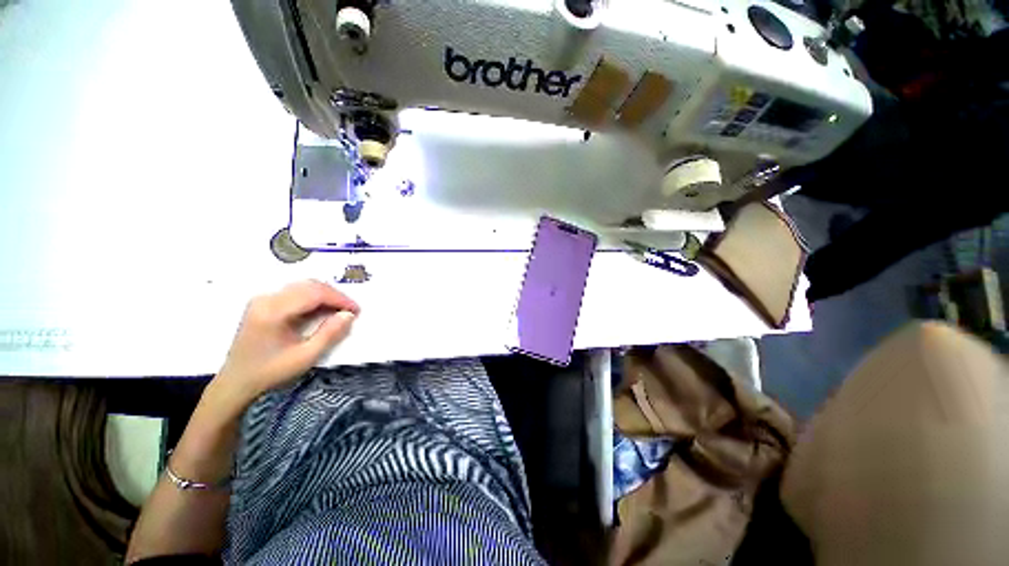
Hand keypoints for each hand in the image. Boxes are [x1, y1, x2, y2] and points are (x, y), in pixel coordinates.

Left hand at [211, 280, 359, 407]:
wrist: (236, 382)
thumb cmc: (271, 372)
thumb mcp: (305, 357)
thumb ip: (329, 334)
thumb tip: (349, 315)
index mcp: (273, 311)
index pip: (314, 293)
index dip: (340, 299)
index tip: (357, 310)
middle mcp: (266, 299)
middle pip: (309, 285)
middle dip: (334, 296)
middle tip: (350, 310)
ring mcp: (263, 299)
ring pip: (303, 286)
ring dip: (325, 295)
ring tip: (339, 311)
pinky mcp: (264, 303)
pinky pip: (295, 292)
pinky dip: (314, 298)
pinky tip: (322, 310)